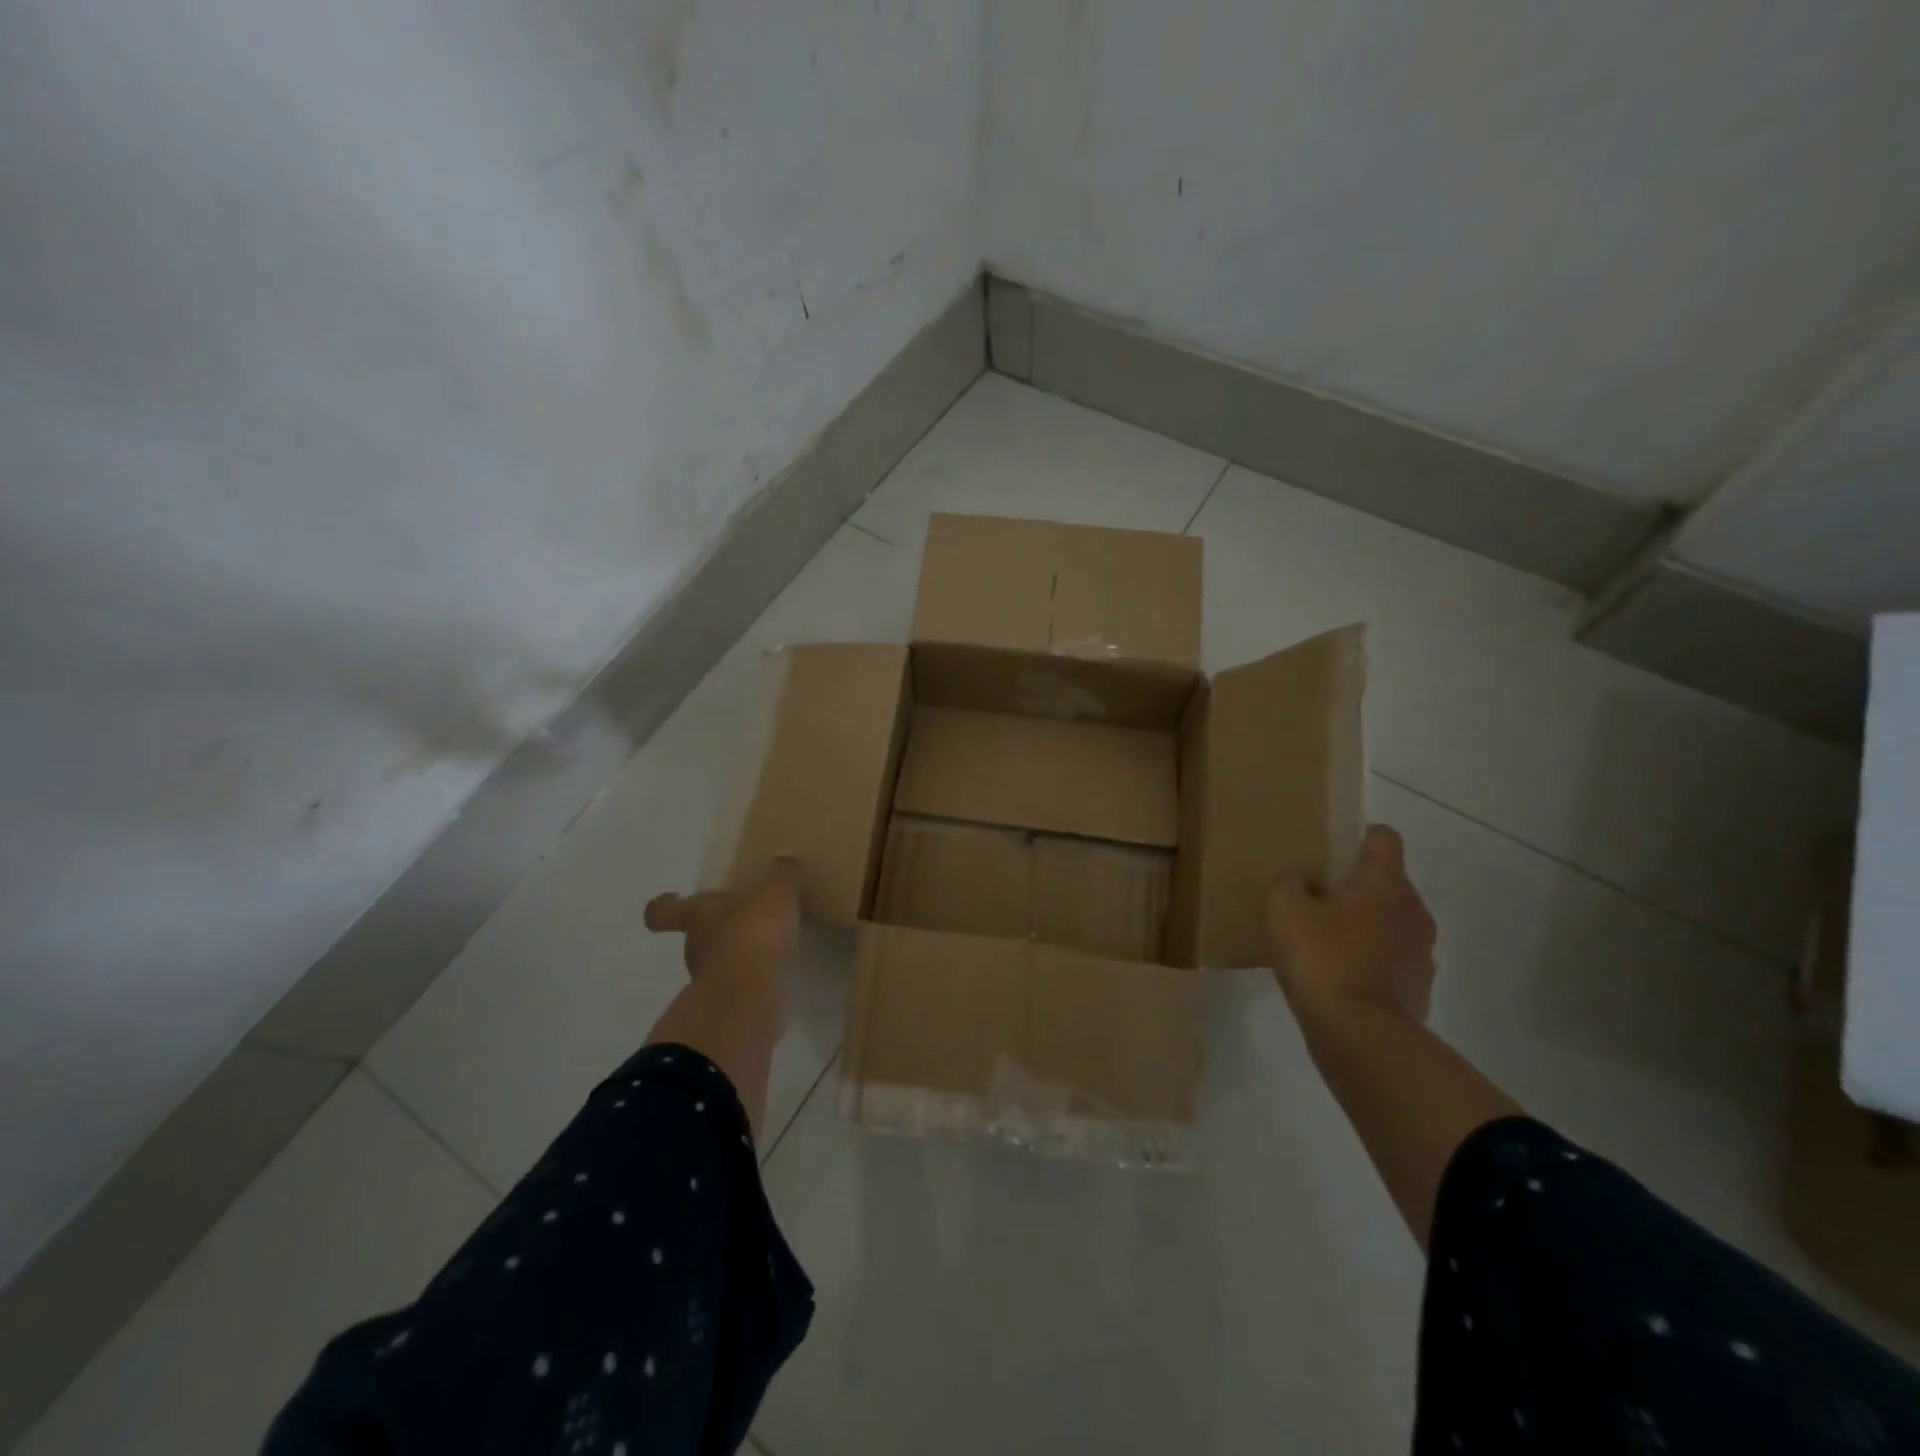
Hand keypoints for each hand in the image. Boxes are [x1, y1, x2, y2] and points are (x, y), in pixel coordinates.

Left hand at [643, 857, 802, 980]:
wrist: (751, 994)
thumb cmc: (754, 932)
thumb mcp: (776, 894)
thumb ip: (781, 875)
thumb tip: (784, 856)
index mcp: (698, 914)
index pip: (664, 911)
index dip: (665, 905)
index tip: (672, 897)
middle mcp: (695, 947)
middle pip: (695, 935)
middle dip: (716, 929)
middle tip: (743, 920)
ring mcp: (707, 980)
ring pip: (716, 962)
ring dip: (735, 955)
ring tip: (765, 948)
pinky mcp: (726, 1006)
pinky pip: (737, 986)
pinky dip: (750, 979)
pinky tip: (774, 972)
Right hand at [1267, 825, 1436, 1023]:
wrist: (1359, 1034)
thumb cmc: (1322, 957)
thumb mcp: (1285, 908)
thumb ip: (1290, 883)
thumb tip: (1302, 881)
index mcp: (1385, 882)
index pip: (1384, 838)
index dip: (1360, 836)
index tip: (1334, 848)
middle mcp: (1413, 910)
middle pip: (1387, 883)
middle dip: (1356, 887)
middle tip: (1316, 899)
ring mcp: (1421, 952)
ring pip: (1390, 923)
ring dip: (1364, 926)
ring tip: (1324, 942)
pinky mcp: (1419, 989)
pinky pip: (1390, 961)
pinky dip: (1369, 962)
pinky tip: (1337, 976)